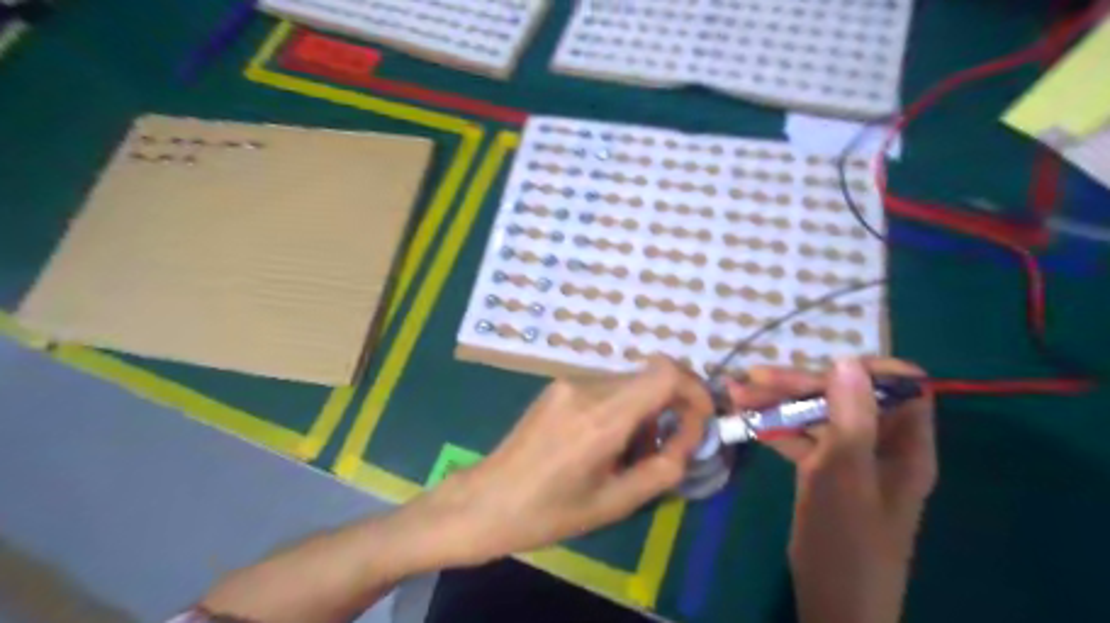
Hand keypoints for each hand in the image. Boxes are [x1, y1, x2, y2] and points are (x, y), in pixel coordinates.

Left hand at [428, 355, 714, 563]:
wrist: (487, 499)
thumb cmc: (550, 512)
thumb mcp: (615, 503)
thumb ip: (663, 468)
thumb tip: (688, 440)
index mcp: (602, 418)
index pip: (664, 373)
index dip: (694, 389)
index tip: (700, 421)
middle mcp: (587, 387)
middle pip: (651, 375)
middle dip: (673, 405)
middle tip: (669, 445)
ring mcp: (568, 382)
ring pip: (630, 381)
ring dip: (646, 408)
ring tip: (631, 451)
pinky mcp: (558, 385)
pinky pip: (606, 386)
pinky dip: (622, 407)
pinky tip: (606, 440)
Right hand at [731, 358, 933, 622]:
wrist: (833, 603)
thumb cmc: (847, 542)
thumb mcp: (846, 476)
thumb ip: (850, 418)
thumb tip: (847, 360)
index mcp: (903, 444)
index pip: (901, 386)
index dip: (867, 370)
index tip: (823, 367)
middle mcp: (879, 443)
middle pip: (844, 396)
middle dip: (798, 383)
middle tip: (752, 379)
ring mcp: (848, 457)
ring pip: (816, 414)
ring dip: (777, 401)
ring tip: (735, 393)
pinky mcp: (822, 470)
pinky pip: (800, 437)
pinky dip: (773, 426)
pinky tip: (744, 418)